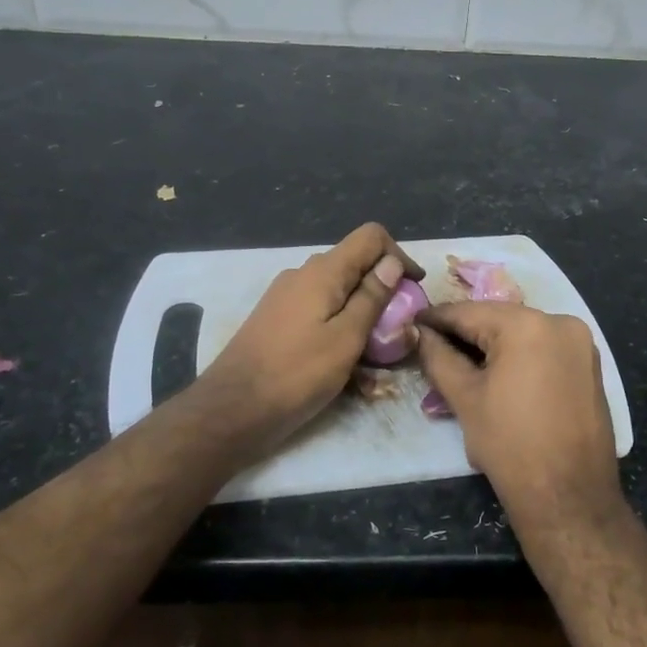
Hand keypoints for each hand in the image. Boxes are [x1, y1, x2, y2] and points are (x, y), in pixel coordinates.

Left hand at [193, 223, 422, 458]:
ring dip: (363, 314)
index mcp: (322, 272)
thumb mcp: (346, 338)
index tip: (414, 290)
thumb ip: (371, 298)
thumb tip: (392, 263)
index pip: (370, 236)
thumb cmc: (296, 374)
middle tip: (400, 328)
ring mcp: (286, 297)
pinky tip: (346, 363)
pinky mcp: (277, 320)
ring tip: (377, 354)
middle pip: (354, 265)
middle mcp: (303, 274)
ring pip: (337, 293)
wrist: (232, 409)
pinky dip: (340, 328)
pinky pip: (319, 313)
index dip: (399, 255)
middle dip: (383, 290)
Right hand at [416, 302, 622, 536]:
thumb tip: (420, 334)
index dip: (436, 319)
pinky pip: (544, 348)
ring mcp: (581, 343)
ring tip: (461, 360)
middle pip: (498, 319)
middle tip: (432, 344)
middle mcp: (560, 322)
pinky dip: (519, 355)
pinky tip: (497, 373)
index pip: (468, 312)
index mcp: (527, 325)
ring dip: (492, 343)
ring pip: (523, 333)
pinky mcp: (590, 365)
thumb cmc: (510, 446)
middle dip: (465, 331)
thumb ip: (439, 357)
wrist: (570, 497)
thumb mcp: (465, 398)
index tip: (412, 322)